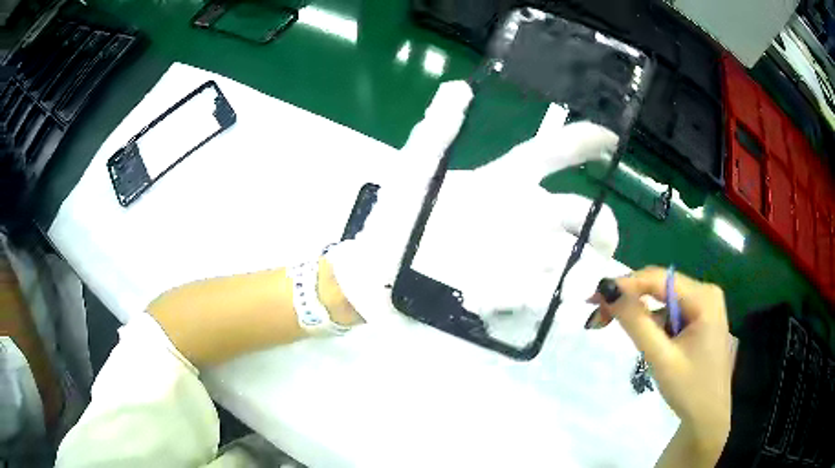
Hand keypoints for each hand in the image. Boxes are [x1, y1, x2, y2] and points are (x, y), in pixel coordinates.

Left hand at [327, 80, 620, 322]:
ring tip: (586, 283)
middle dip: (601, 224)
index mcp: (501, 182)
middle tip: (605, 241)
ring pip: (568, 257)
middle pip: (575, 214)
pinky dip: (556, 300)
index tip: (612, 138)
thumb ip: (435, 132)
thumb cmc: (391, 220)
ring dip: (586, 268)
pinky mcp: (506, 290)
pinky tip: (564, 307)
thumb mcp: (412, 173)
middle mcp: (518, 217)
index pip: (549, 154)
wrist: (376, 275)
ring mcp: (515, 255)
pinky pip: (541, 294)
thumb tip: (458, 87)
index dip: (581, 142)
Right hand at [592, 267, 731, 463]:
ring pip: (662, 300)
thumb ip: (636, 322)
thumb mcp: (661, 357)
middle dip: (629, 300)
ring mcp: (703, 306)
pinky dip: (652, 323)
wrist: (708, 417)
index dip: (625, 284)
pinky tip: (645, 340)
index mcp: (703, 297)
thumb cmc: (689, 389)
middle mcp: (705, 293)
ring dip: (639, 313)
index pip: (658, 278)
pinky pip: (669, 312)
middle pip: (660, 286)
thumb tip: (607, 289)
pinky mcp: (699, 319)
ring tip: (616, 329)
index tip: (593, 299)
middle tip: (598, 317)